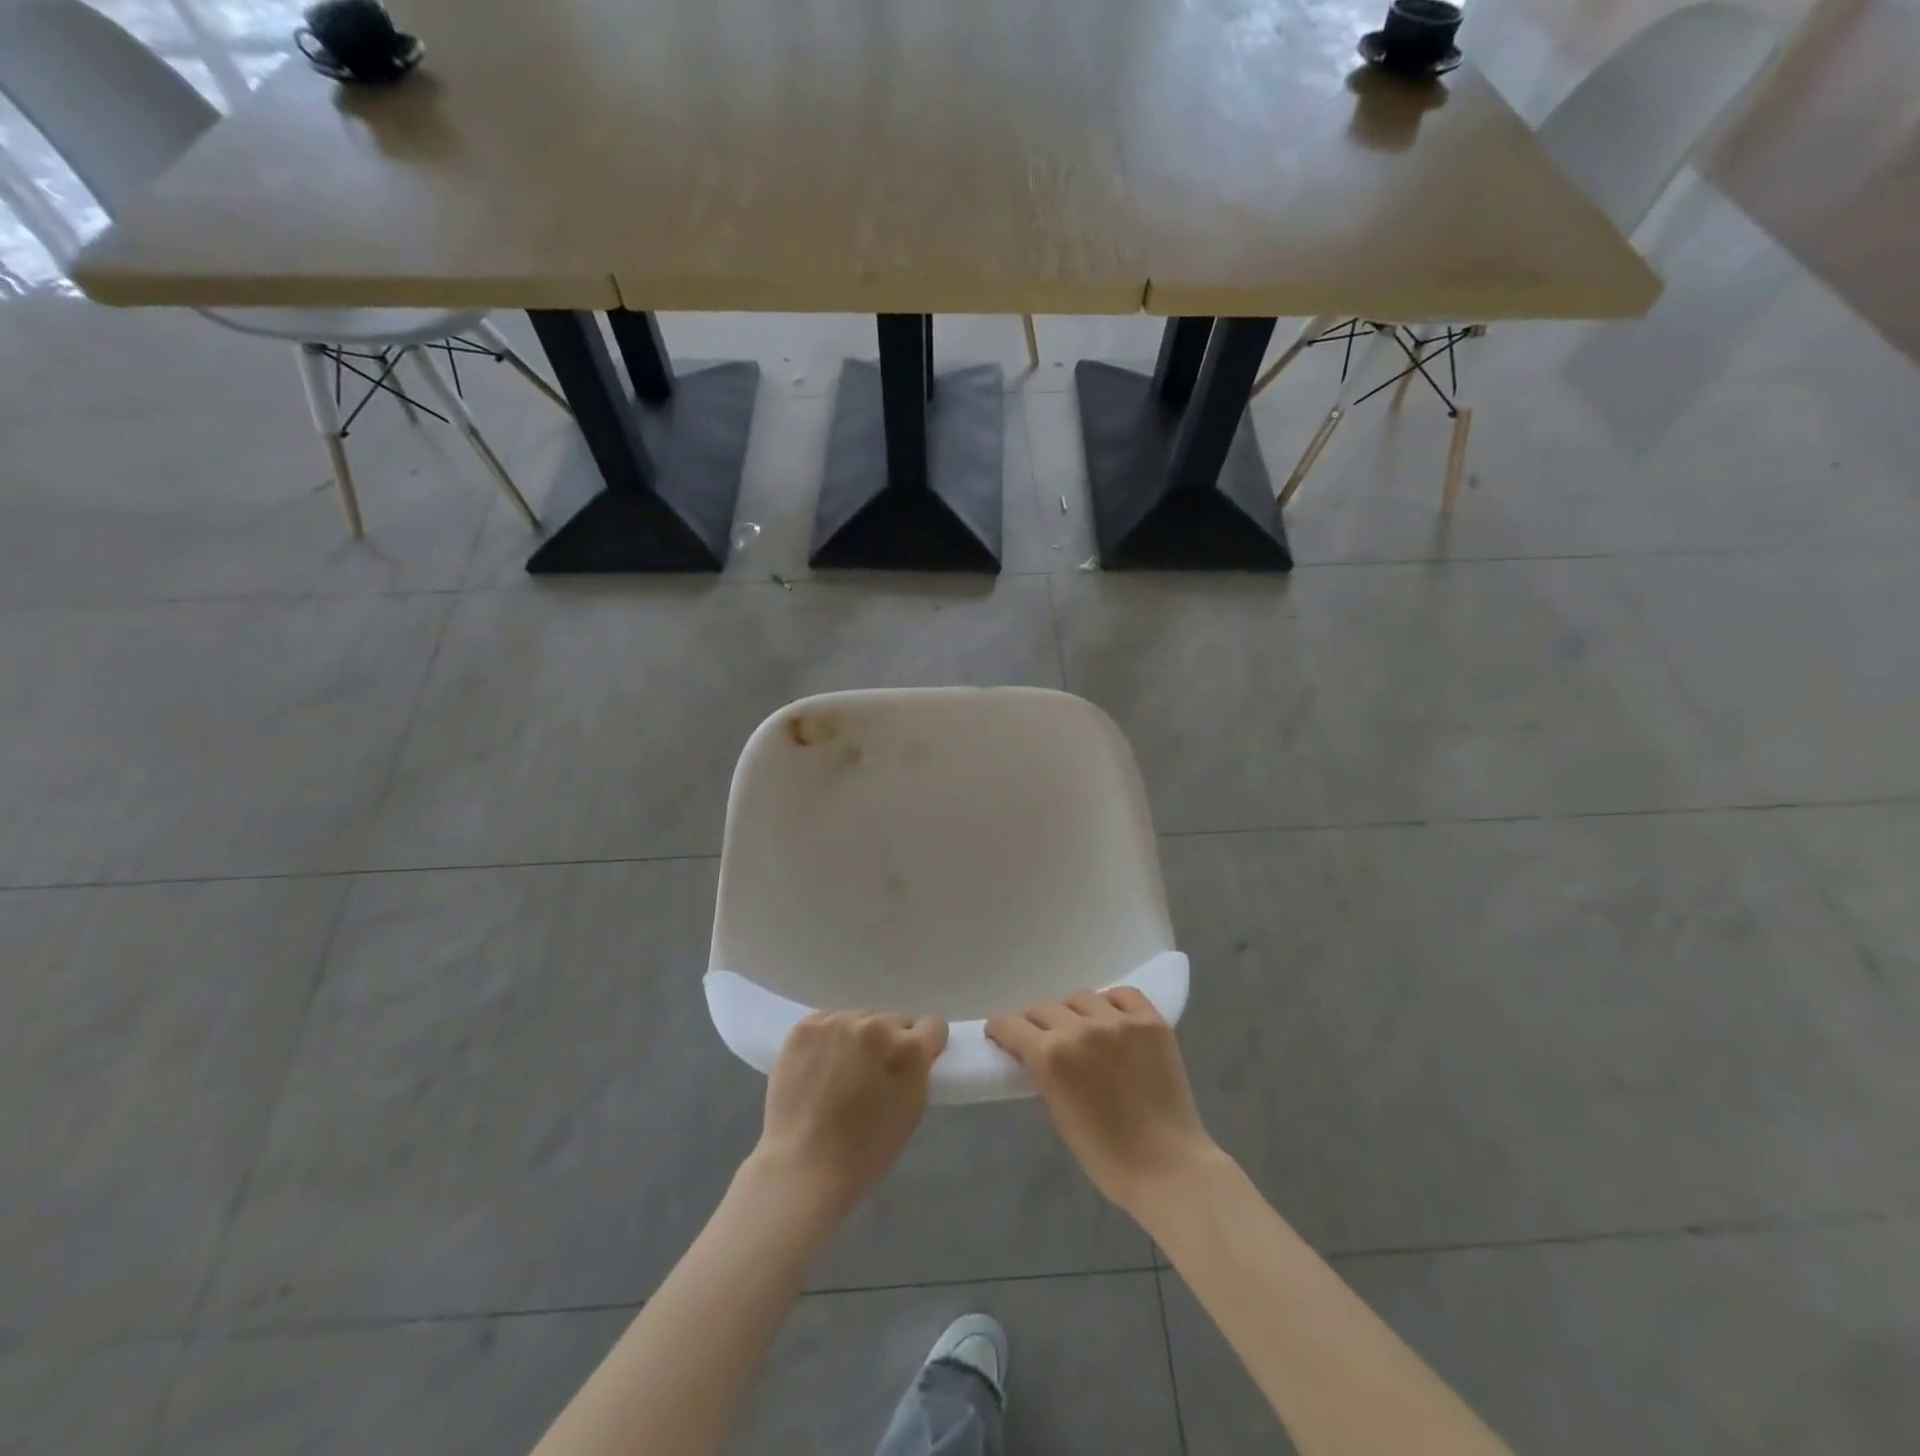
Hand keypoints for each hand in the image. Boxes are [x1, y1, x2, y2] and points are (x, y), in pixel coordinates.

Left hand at [752, 1011, 948, 1214]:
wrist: (804, 1165)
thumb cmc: (865, 1151)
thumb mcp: (912, 1110)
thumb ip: (918, 1072)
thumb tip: (914, 1054)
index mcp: (908, 1049)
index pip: (932, 1025)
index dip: (926, 1044)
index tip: (914, 1062)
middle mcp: (876, 1026)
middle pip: (894, 1020)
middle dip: (889, 1042)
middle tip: (873, 1073)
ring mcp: (838, 1022)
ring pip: (860, 1019)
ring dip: (857, 1039)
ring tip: (840, 1072)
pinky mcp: (806, 1026)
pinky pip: (827, 1021)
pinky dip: (827, 1039)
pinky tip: (818, 1065)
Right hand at [987, 988, 1218, 1216]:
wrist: (1167, 1167)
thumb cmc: (1105, 1155)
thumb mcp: (1058, 1112)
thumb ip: (1043, 1073)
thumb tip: (1034, 1052)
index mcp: (1051, 1055)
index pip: (1011, 1024)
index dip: (1001, 1028)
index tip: (1001, 1034)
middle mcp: (1081, 1028)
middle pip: (1044, 1008)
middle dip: (1035, 1022)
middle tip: (1041, 1037)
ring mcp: (1119, 1021)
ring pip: (1081, 997)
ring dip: (1073, 1012)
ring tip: (1081, 1029)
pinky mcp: (1150, 1021)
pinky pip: (1123, 995)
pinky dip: (1112, 1003)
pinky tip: (1112, 1019)